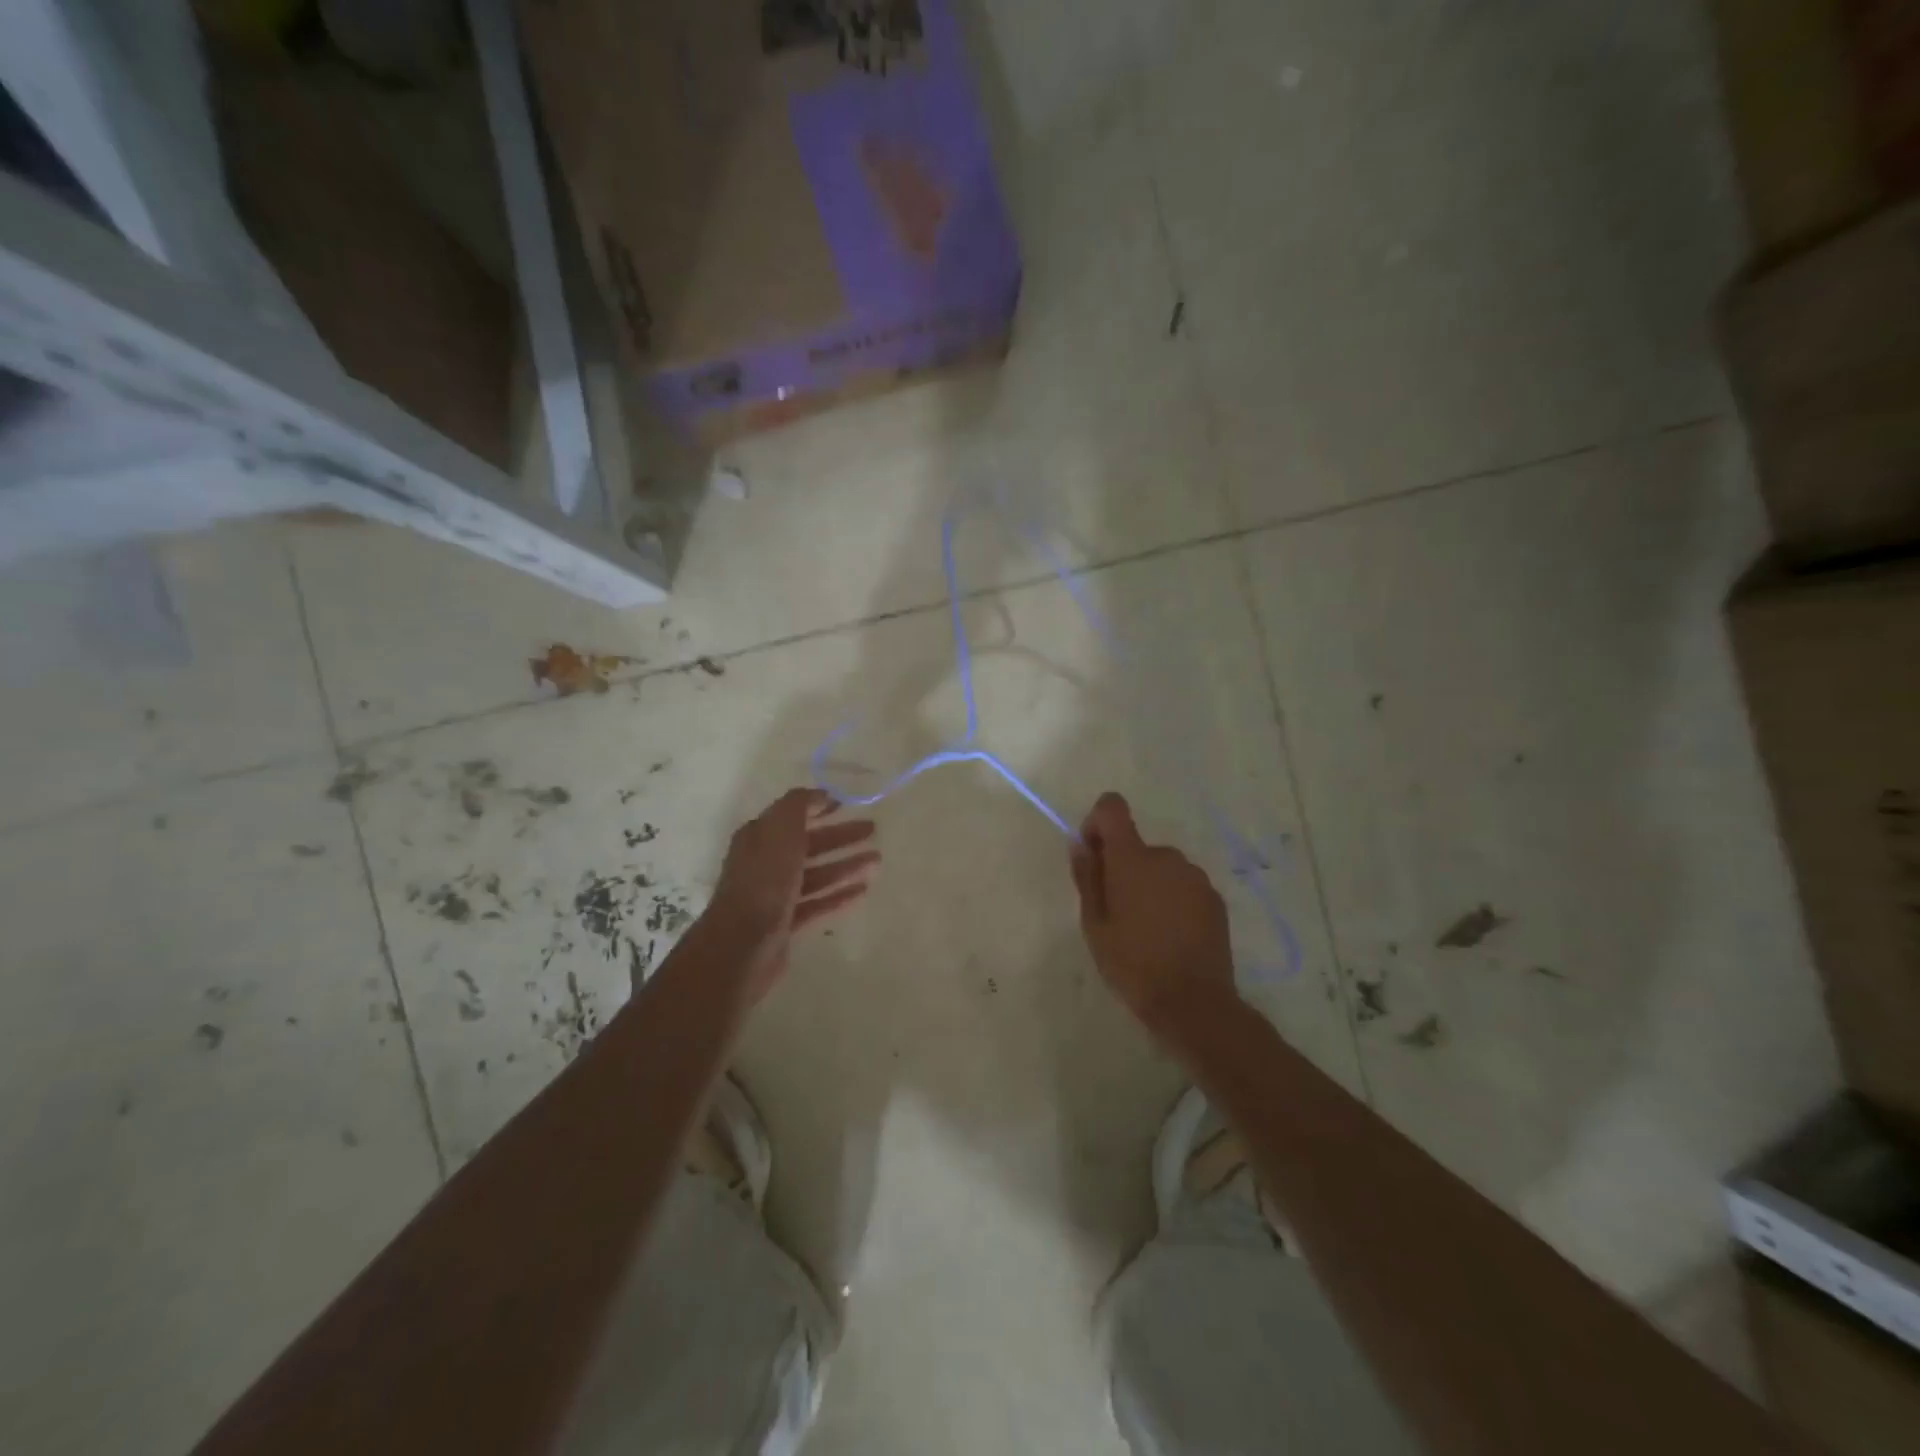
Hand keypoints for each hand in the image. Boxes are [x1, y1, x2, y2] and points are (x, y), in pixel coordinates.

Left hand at [700, 788, 878, 1003]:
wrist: (743, 944)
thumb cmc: (764, 880)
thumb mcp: (780, 830)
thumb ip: (798, 806)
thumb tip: (819, 794)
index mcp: (759, 837)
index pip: (791, 815)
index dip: (818, 807)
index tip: (847, 804)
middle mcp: (765, 863)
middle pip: (808, 844)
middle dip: (840, 836)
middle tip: (873, 830)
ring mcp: (775, 895)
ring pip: (816, 874)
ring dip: (846, 865)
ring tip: (877, 861)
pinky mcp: (785, 923)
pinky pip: (817, 903)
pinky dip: (839, 895)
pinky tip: (863, 891)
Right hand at [1070, 793, 1237, 1036]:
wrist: (1193, 1003)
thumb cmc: (1132, 964)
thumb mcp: (1094, 924)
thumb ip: (1087, 876)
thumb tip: (1080, 843)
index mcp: (1133, 858)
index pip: (1113, 808)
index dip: (1097, 822)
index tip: (1093, 855)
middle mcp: (1167, 857)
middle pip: (1136, 846)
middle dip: (1122, 867)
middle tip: (1115, 912)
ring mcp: (1196, 877)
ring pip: (1161, 868)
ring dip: (1148, 885)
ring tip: (1145, 930)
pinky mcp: (1215, 898)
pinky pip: (1183, 887)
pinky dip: (1172, 900)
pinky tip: (1170, 937)